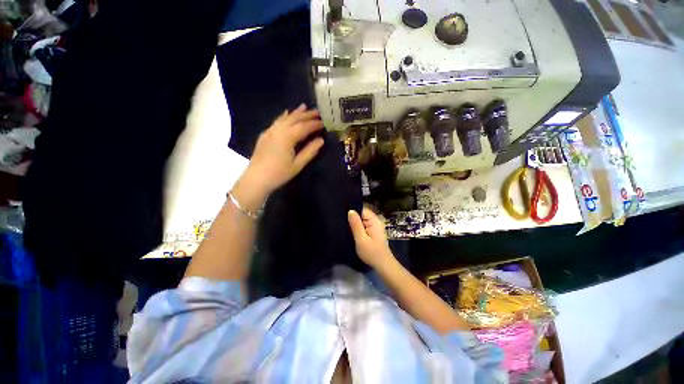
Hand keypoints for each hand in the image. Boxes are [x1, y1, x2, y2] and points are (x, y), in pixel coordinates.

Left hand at [241, 104, 323, 195]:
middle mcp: (278, 130)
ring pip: (284, 118)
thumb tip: (321, 140)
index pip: (304, 127)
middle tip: (317, 112)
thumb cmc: (279, 173)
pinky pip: (276, 121)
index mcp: (287, 137)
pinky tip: (286, 114)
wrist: (256, 178)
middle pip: (294, 119)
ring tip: (304, 107)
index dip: (314, 124)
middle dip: (306, 115)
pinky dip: (284, 116)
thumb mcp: (298, 164)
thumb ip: (310, 151)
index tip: (323, 123)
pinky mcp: (265, 135)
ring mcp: (270, 131)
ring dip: (295, 112)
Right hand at [348, 207, 394, 267]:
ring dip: (355, 222)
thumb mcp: (361, 239)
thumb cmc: (372, 253)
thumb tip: (350, 211)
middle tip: (341, 220)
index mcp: (374, 220)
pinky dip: (358, 227)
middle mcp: (376, 221)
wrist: (383, 265)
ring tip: (344, 225)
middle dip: (353, 216)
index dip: (353, 210)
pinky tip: (352, 231)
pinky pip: (364, 225)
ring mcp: (375, 226)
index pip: (362, 209)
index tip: (342, 213)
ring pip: (362, 219)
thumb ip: (356, 225)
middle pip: (362, 213)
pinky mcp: (374, 232)